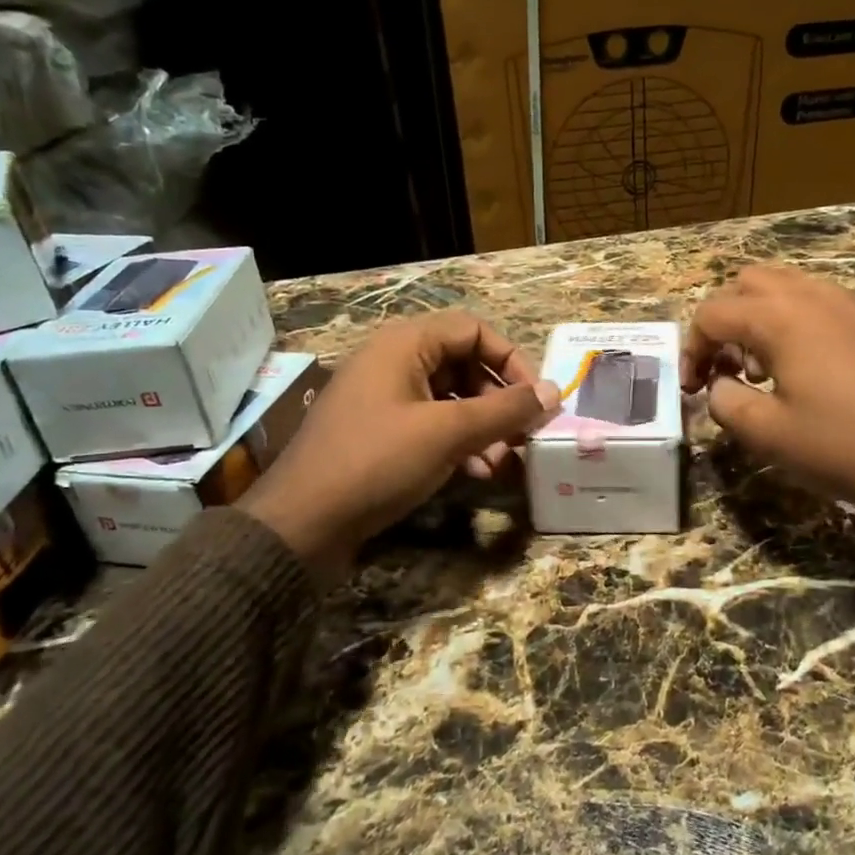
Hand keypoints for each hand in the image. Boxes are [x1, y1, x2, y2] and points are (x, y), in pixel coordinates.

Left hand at [241, 312, 558, 575]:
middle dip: (498, 401)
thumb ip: (505, 410)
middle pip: (464, 364)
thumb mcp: (448, 433)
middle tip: (522, 436)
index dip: (511, 360)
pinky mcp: (377, 431)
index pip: (474, 330)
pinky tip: (475, 472)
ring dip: (482, 426)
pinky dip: (457, 442)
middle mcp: (392, 361)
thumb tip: (554, 391)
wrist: (300, 525)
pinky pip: (429, 423)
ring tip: (501, 463)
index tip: (535, 399)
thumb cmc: (377, 463)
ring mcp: (382, 398)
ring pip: (449, 398)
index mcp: (404, 344)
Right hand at [682, 265, 854, 525]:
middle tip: (726, 367)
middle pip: (747, 283)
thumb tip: (720, 387)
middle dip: (725, 321)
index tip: (693, 388)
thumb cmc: (841, 444)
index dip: (692, 349)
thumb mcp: (766, 432)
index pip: (712, 313)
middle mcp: (812, 295)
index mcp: (779, 317)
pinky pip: (818, 303)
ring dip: (759, 318)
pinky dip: (794, 322)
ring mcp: (849, 303)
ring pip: (786, 287)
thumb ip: (724, 401)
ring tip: (763, 369)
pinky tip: (804, 370)